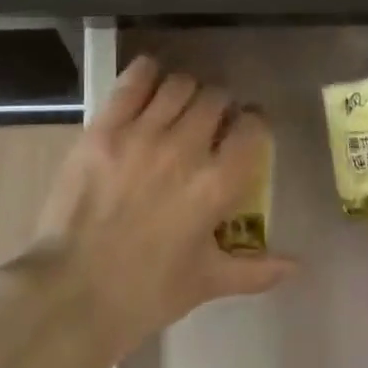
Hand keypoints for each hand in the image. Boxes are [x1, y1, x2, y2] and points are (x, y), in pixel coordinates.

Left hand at [30, 56, 295, 352]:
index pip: (253, 128)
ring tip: (178, 106)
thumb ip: (255, 270)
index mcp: (217, 185)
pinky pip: (133, 81)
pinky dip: (147, 74)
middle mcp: (186, 149)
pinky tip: (149, 83)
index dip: (254, 125)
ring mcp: (142, 134)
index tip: (245, 132)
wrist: (71, 292)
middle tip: (209, 123)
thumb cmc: (145, 293)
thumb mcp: (206, 283)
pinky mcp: (104, 127)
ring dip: (186, 91)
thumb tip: (296, 266)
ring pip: (179, 84)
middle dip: (220, 107)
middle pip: (216, 98)